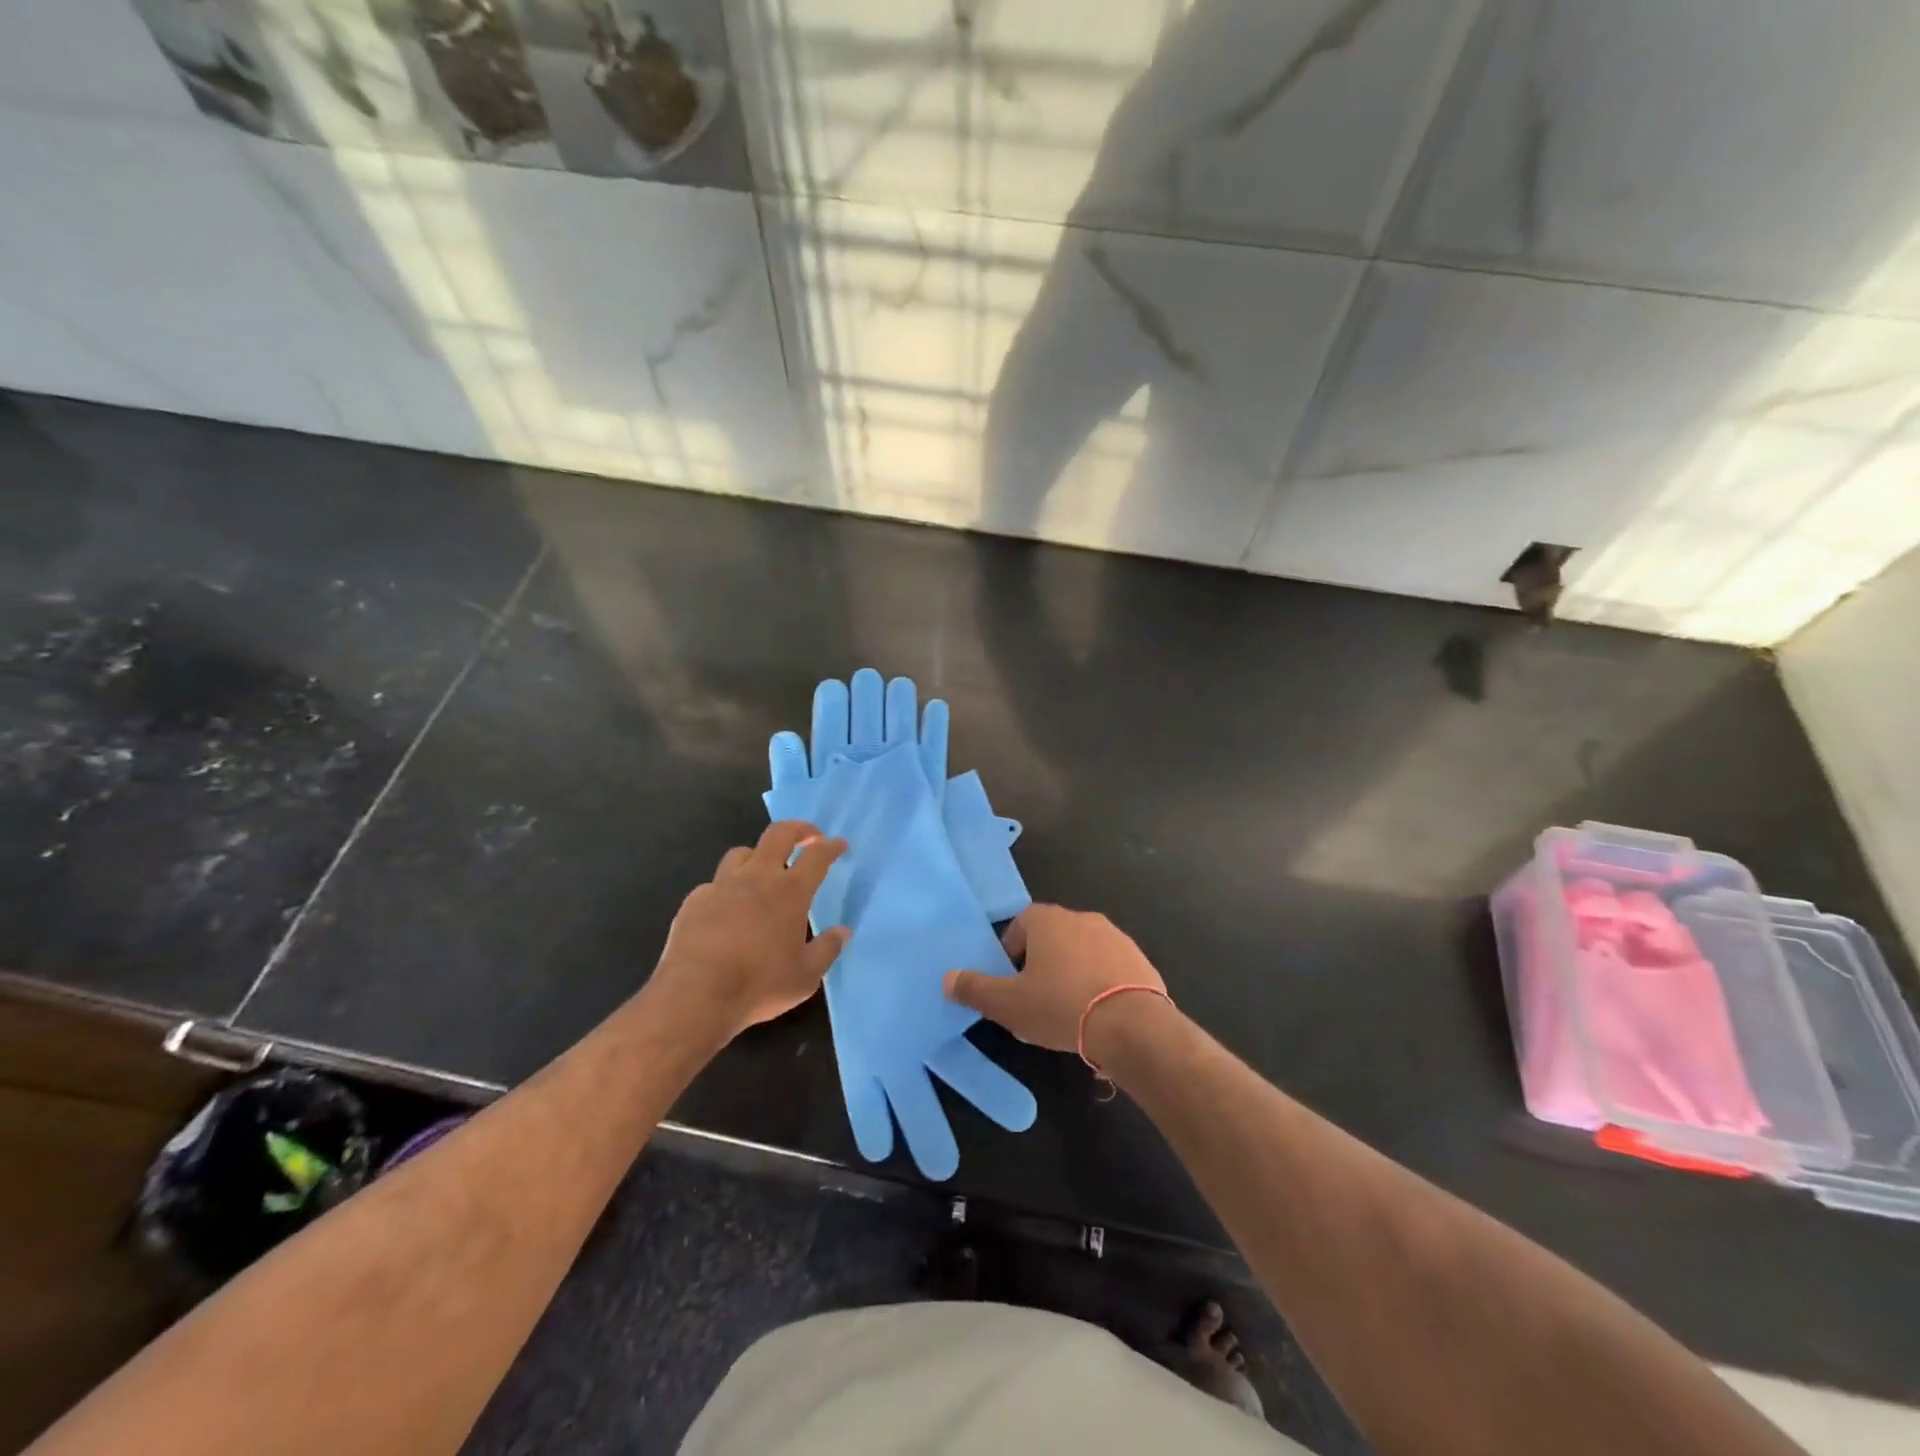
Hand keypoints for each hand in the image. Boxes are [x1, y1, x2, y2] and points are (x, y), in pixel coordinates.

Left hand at [652, 822, 848, 1039]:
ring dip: (758, 856)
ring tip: (764, 871)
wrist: (695, 997)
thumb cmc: (759, 985)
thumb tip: (842, 932)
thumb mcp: (806, 976)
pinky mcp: (695, 901)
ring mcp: (721, 886)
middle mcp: (757, 878)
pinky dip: (726, 889)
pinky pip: (714, 884)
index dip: (831, 846)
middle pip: (778, 834)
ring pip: (742, 853)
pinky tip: (727, 909)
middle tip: (808, 836)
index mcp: (790, 892)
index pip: (817, 856)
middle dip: (798, 829)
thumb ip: (827, 949)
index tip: (839, 844)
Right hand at [943, 905, 1166, 1058]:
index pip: (1020, 923)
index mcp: (1048, 920)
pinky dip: (1101, 984)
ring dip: (1073, 972)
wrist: (1132, 1025)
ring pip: (1082, 952)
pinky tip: (1098, 1015)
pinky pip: (1110, 968)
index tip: (1011, 981)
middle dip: (1042, 963)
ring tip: (1069, 1010)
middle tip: (1036, 998)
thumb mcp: (1008, 1004)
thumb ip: (975, 989)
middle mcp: (1082, 918)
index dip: (1011, 951)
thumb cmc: (1061, 1006)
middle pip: (1052, 936)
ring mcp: (1116, 936)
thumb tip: (947, 979)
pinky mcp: (1139, 959)